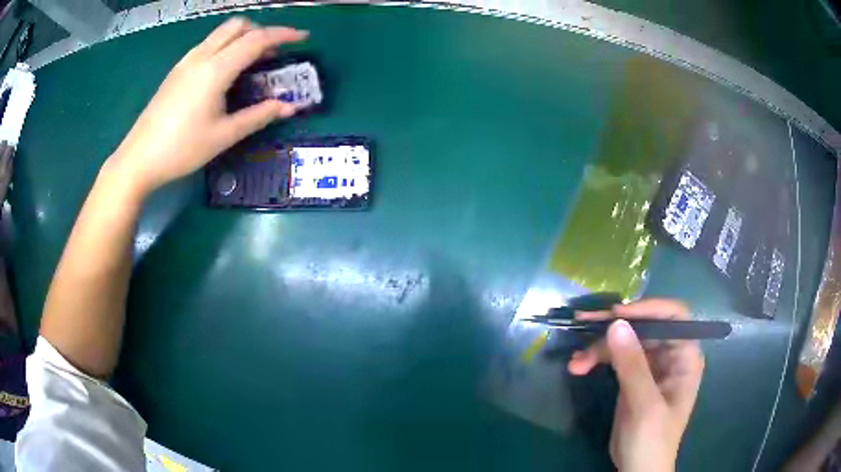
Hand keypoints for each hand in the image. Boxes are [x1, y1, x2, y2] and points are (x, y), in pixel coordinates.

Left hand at [108, 18, 306, 195]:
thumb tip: (290, 107)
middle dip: (261, 31)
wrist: (139, 158)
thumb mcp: (224, 136)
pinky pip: (208, 45)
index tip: (303, 37)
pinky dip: (225, 46)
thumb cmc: (182, 149)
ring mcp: (186, 61)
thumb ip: (259, 116)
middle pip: (238, 25)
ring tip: (252, 61)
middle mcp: (201, 56)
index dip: (283, 35)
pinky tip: (225, 71)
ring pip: (221, 33)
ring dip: (242, 37)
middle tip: (272, 52)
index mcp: (215, 69)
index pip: (256, 39)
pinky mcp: (177, 70)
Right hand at [567, 299, 704, 471]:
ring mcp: (650, 365)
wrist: (637, 469)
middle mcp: (670, 355)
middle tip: (583, 323)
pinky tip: (578, 367)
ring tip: (575, 362)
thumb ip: (632, 365)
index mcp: (685, 356)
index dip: (648, 308)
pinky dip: (596, 360)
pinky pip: (615, 358)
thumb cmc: (652, 439)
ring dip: (598, 348)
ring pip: (626, 341)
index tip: (617, 314)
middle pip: (645, 326)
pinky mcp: (632, 377)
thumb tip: (615, 323)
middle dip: (614, 327)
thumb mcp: (644, 404)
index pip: (674, 317)